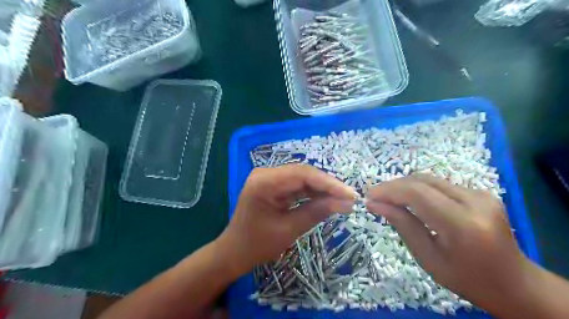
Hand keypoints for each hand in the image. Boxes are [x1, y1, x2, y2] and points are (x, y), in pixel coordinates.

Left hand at [217, 166, 353, 275]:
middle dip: (328, 186)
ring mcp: (269, 178)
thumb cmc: (257, 244)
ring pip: (303, 178)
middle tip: (350, 198)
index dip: (329, 183)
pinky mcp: (273, 185)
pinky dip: (313, 193)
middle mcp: (266, 173)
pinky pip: (297, 185)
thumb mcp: (289, 230)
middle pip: (304, 173)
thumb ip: (317, 212)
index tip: (350, 195)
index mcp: (264, 182)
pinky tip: (327, 199)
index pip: (303, 175)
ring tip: (343, 200)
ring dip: (322, 189)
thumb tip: (346, 203)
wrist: (234, 252)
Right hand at [364, 175, 538, 310]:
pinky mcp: (480, 192)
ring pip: (430, 179)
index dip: (388, 190)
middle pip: (422, 181)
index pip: (417, 193)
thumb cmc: (467, 279)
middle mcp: (475, 202)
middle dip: (393, 186)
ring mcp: (481, 194)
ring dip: (404, 186)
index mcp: (462, 225)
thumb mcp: (428, 258)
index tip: (369, 196)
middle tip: (375, 197)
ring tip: (388, 198)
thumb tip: (374, 204)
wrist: (515, 283)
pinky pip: (440, 184)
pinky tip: (409, 200)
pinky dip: (419, 189)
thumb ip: (402, 224)